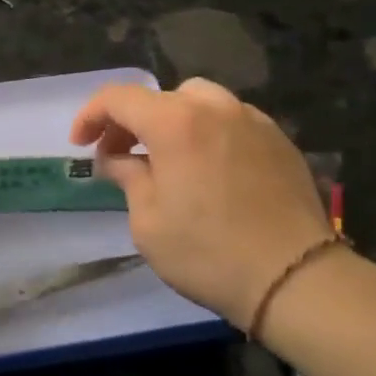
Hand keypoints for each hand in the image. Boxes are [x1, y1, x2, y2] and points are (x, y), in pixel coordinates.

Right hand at [70, 78, 336, 328]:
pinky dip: (209, 133)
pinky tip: (208, 169)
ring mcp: (253, 121)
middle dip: (132, 120)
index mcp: (175, 122)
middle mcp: (215, 108)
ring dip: (173, 121)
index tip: (80, 145)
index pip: (119, 98)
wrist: (295, 278)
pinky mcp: (280, 141)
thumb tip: (117, 159)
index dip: (91, 116)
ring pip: (201, 102)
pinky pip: (232, 121)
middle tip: (121, 155)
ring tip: (167, 158)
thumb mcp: (148, 221)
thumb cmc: (208, 252)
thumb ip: (128, 177)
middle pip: (160, 97)